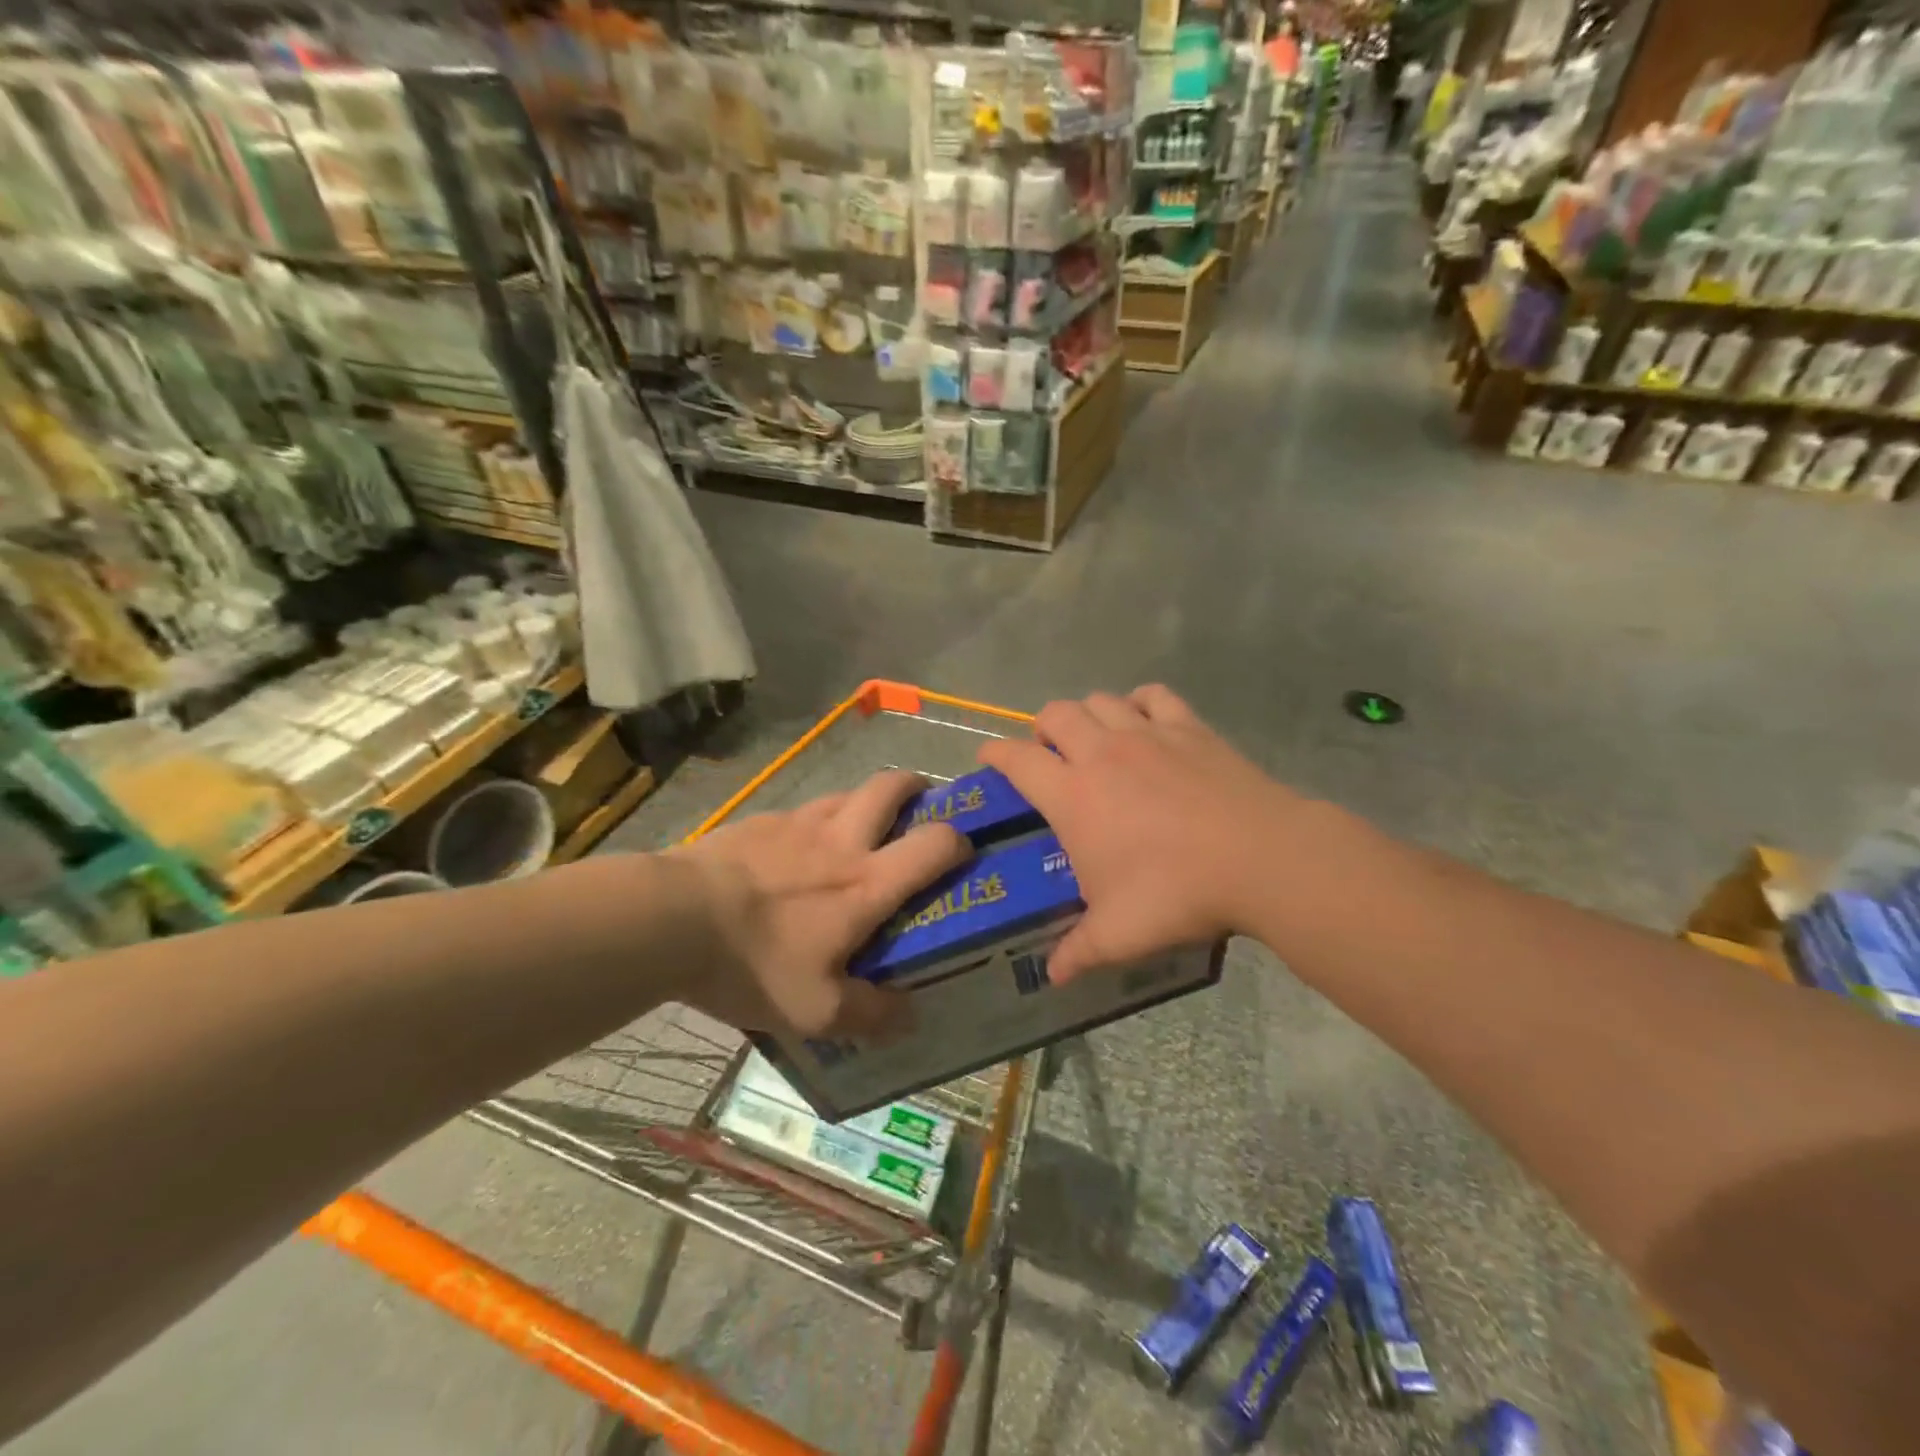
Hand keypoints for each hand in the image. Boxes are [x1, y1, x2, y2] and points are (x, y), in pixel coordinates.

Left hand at [668, 770, 968, 1038]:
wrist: (671, 920)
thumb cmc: (753, 964)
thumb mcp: (815, 1010)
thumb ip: (871, 1015)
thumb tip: (911, 1016)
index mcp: (866, 884)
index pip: (933, 845)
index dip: (959, 841)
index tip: (964, 850)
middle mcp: (841, 841)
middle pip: (891, 788)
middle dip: (916, 788)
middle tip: (921, 805)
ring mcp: (798, 823)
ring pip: (847, 792)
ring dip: (866, 801)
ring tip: (861, 828)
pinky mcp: (760, 820)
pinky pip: (802, 810)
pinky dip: (816, 820)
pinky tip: (797, 849)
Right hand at [978, 686, 1303, 980]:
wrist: (1261, 858)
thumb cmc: (1177, 893)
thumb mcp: (1119, 934)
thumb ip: (1078, 952)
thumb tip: (1053, 976)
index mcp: (1073, 795)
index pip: (1017, 759)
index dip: (995, 753)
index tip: (988, 757)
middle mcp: (1102, 753)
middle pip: (1055, 714)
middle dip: (1042, 730)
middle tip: (1050, 756)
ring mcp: (1147, 734)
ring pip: (1100, 700)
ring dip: (1087, 714)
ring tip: (1093, 739)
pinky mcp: (1189, 728)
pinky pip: (1154, 696)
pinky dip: (1139, 702)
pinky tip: (1144, 720)